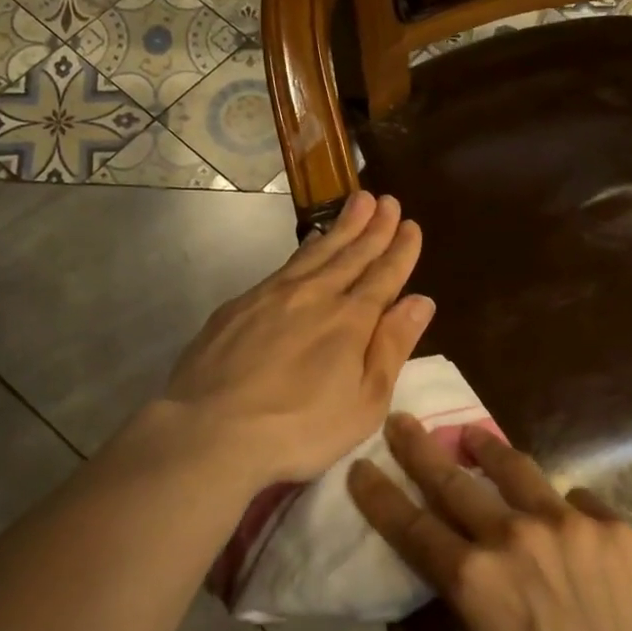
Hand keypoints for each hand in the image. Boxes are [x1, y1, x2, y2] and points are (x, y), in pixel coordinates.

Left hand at [161, 191, 431, 486]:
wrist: (210, 430)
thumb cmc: (300, 428)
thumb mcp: (365, 402)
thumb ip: (393, 347)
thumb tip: (421, 300)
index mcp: (351, 320)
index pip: (384, 275)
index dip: (400, 250)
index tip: (411, 225)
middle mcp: (315, 295)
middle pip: (351, 254)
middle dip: (374, 227)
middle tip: (387, 200)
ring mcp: (273, 295)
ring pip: (316, 251)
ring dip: (342, 227)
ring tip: (357, 203)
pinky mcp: (241, 304)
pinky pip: (284, 265)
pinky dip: (305, 248)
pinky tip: (310, 244)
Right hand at [348, 415, 631, 630]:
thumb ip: (468, 604)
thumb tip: (466, 571)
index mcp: (472, 579)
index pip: (410, 525)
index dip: (379, 494)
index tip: (361, 466)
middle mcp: (513, 536)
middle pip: (453, 481)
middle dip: (419, 448)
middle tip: (402, 422)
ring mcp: (567, 524)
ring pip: (516, 469)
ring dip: (487, 448)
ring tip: (473, 434)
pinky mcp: (612, 527)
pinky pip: (576, 502)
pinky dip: (561, 509)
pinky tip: (564, 520)